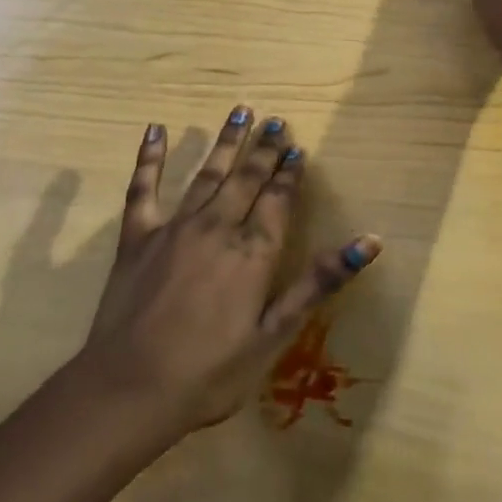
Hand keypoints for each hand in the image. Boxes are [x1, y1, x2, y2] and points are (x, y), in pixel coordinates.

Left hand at [80, 106, 379, 432]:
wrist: (131, 389)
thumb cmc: (211, 372)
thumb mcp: (276, 333)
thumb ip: (319, 281)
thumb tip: (371, 241)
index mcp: (253, 251)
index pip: (278, 200)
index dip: (290, 174)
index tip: (297, 149)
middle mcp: (218, 227)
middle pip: (246, 179)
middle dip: (264, 150)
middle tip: (276, 121)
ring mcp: (175, 227)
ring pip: (206, 174)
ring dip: (225, 142)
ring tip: (241, 112)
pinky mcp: (137, 236)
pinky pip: (143, 188)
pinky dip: (150, 157)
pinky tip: (156, 129)